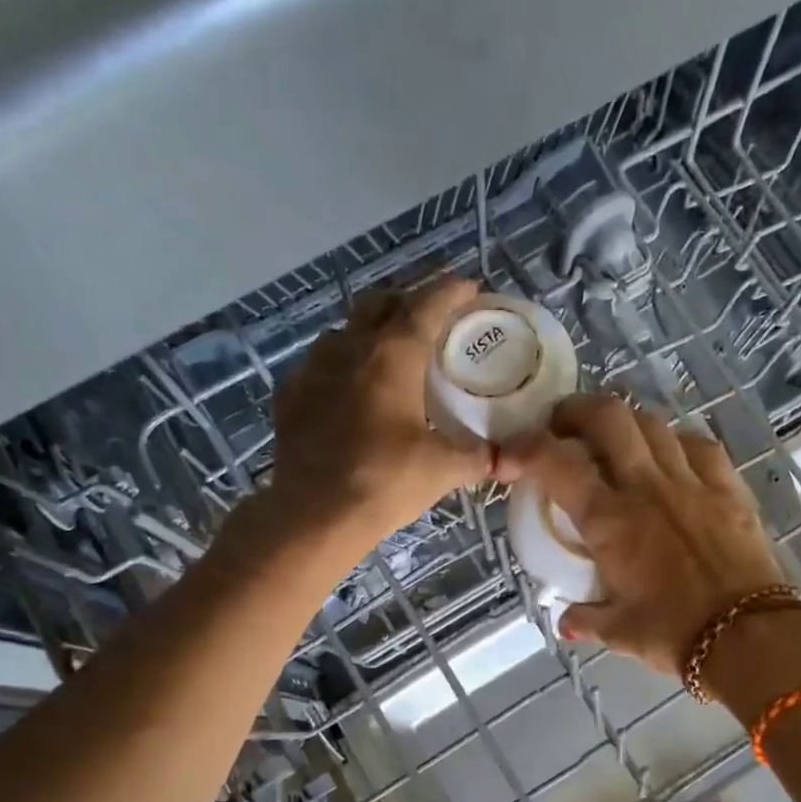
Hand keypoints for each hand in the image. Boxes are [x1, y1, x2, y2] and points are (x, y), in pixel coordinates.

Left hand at [268, 276, 496, 544]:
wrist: (314, 514)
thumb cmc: (385, 482)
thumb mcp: (442, 469)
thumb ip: (478, 457)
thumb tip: (510, 461)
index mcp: (392, 356)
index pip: (426, 306)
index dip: (450, 292)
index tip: (468, 287)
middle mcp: (349, 348)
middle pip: (379, 303)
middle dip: (406, 301)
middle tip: (428, 318)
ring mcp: (313, 369)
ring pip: (344, 331)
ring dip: (369, 331)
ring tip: (388, 352)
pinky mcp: (290, 396)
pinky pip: (318, 364)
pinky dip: (340, 366)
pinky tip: (348, 389)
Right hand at [504, 394, 789, 675]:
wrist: (750, 636)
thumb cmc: (675, 635)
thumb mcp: (620, 632)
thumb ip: (586, 620)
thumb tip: (565, 622)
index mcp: (609, 520)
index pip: (557, 462)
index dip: (527, 446)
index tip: (514, 454)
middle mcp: (646, 487)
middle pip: (608, 417)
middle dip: (577, 410)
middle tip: (564, 428)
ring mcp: (691, 481)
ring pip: (652, 423)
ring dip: (624, 423)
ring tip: (614, 441)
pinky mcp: (728, 487)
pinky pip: (698, 444)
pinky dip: (675, 441)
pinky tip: (670, 455)